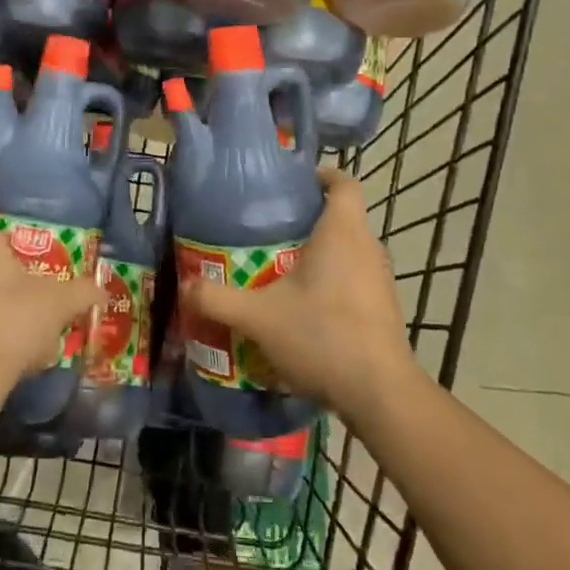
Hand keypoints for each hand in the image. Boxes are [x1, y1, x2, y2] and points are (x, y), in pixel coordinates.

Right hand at [182, 167, 418, 421]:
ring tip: (282, 266)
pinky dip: (333, 281)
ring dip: (322, 253)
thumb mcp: (258, 317)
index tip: (295, 182)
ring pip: (350, 249)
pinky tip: (305, 306)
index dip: (322, 175)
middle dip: (310, 218)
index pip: (343, 183)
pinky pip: (356, 278)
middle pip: (343, 216)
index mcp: (342, 232)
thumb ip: (218, 299)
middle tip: (270, 229)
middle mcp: (367, 247)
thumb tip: (185, 285)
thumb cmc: (322, 336)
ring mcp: (380, 279)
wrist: (380, 394)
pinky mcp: (384, 308)